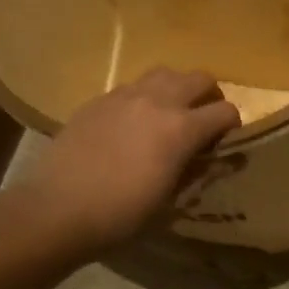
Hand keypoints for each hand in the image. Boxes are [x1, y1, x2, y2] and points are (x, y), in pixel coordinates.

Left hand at [10, 68, 240, 255]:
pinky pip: (132, 87)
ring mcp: (125, 96)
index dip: (232, 126)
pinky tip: (133, 124)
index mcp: (181, 128)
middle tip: (203, 121)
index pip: (225, 111)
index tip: (224, 143)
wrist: (57, 210)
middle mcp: (157, 101)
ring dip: (177, 89)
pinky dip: (144, 98)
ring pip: (165, 73)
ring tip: (169, 113)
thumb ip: (197, 172)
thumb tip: (217, 161)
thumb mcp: (170, 201)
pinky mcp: (98, 100)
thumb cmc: (121, 215)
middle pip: (199, 78)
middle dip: (209, 97)